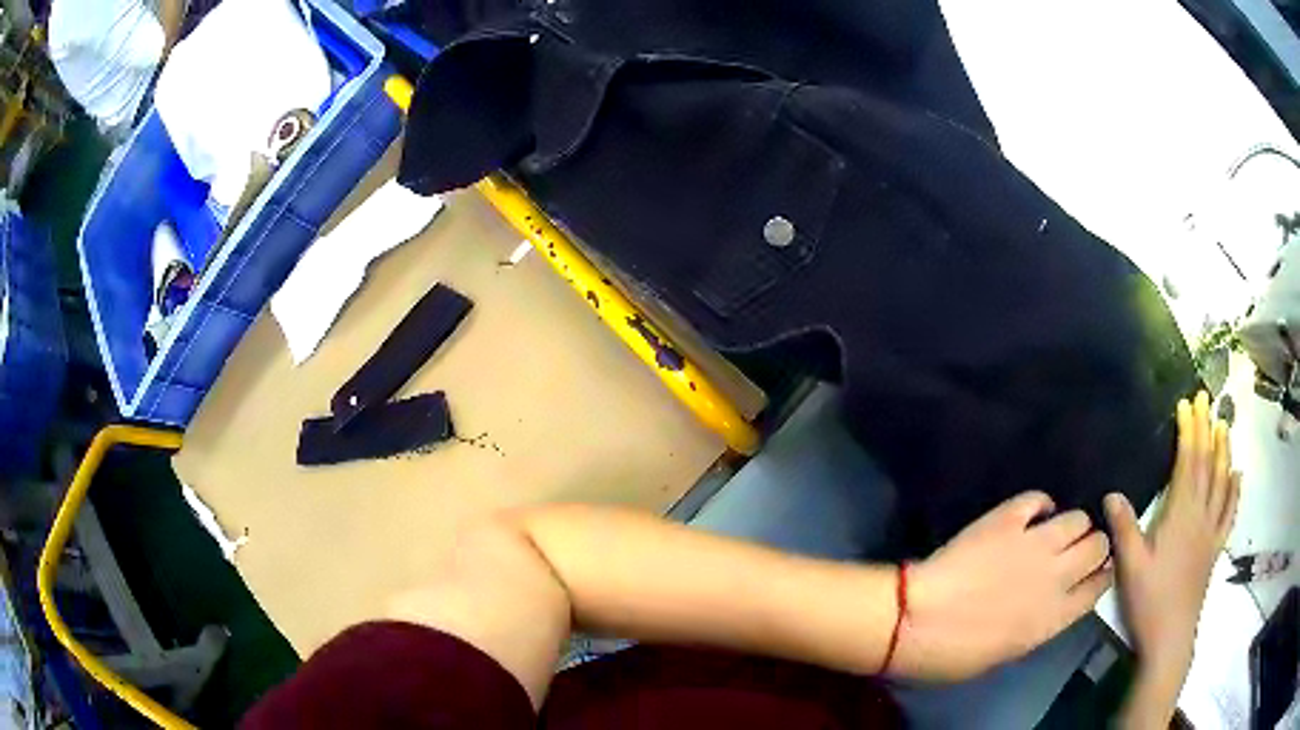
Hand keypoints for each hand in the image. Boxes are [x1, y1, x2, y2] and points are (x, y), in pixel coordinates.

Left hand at [897, 491, 1112, 680]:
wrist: (917, 621)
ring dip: (1072, 524)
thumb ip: (1037, 624)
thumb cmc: (954, 654)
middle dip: (1093, 544)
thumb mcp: (1006, 653)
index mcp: (1054, 617)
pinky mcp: (1008, 518)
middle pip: (1098, 545)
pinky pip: (1037, 499)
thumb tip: (1044, 607)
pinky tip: (1031, 514)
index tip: (1096, 571)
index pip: (1099, 587)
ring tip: (1057, 531)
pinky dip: (1039, 504)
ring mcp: (1035, 543)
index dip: (1101, 575)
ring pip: (1077, 518)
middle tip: (1077, 549)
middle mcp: (1056, 576)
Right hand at [1105, 391, 1239, 674]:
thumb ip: (1124, 529)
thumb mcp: (1131, 568)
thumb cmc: (1150, 602)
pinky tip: (1237, 474)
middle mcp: (1201, 516)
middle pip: (1207, 465)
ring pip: (1222, 482)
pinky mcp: (1215, 549)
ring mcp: (1211, 532)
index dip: (1188, 431)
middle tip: (1206, 399)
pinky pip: (1229, 512)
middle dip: (1206, 429)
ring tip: (1224, 424)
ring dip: (1224, 450)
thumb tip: (1111, 493)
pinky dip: (1235, 489)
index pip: (1188, 463)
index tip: (1186, 404)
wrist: (1171, 638)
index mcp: (1181, 516)